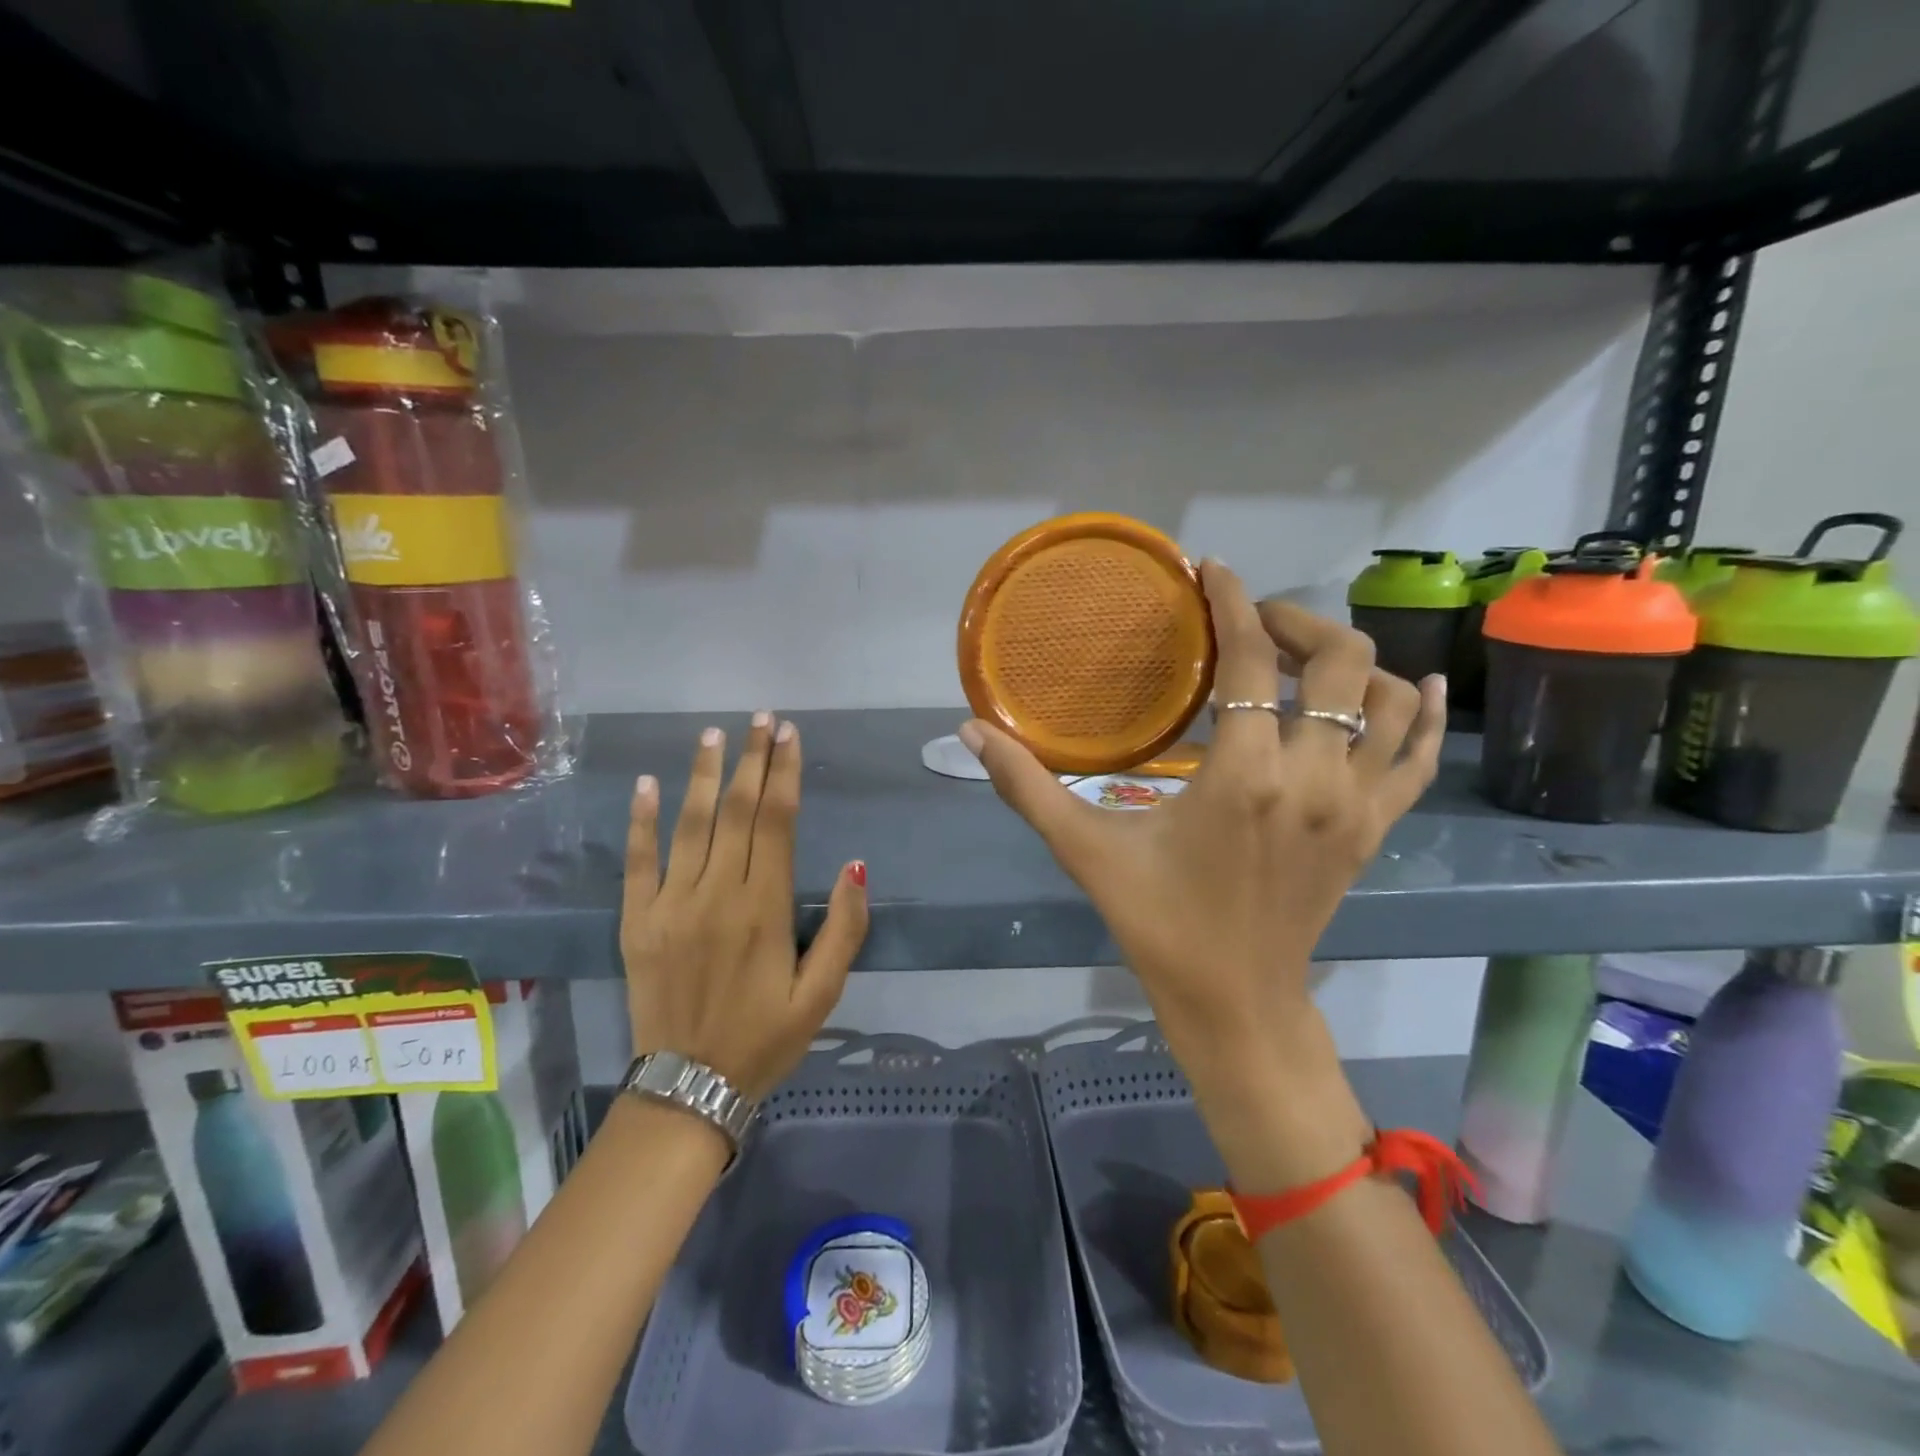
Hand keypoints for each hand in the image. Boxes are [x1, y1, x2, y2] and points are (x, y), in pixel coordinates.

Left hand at [621, 714, 868, 1102]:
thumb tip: (854, 866)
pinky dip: (642, 820)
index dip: (783, 773)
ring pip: (690, 824)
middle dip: (751, 759)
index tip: (788, 735)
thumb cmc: (765, 1039)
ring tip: (714, 734)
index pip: (776, 822)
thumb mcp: (822, 994)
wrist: (688, 1090)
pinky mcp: (637, 921)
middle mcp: (716, 894)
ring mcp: (670, 904)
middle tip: (761, 718)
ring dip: (702, 775)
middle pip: (735, 811)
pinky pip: (638, 861)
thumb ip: (842, 928)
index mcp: (763, 908)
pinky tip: (647, 785)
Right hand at [961, 563, 1444, 1185]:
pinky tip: (1414, 686)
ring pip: (1386, 699)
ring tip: (1301, 652)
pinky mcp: (1375, 828)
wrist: (1236, 1001)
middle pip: (1338, 660)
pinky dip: (1420, 714)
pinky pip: (1417, 756)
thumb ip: (1027, 787)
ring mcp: (1357, 804)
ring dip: (1350, 659)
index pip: (1252, 660)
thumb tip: (968, 732)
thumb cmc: (1158, 924)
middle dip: (1295, 621)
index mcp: (1244, 777)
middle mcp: (1314, 778)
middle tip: (1250, 621)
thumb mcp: (1085, 851)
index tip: (1214, 570)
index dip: (1234, 602)